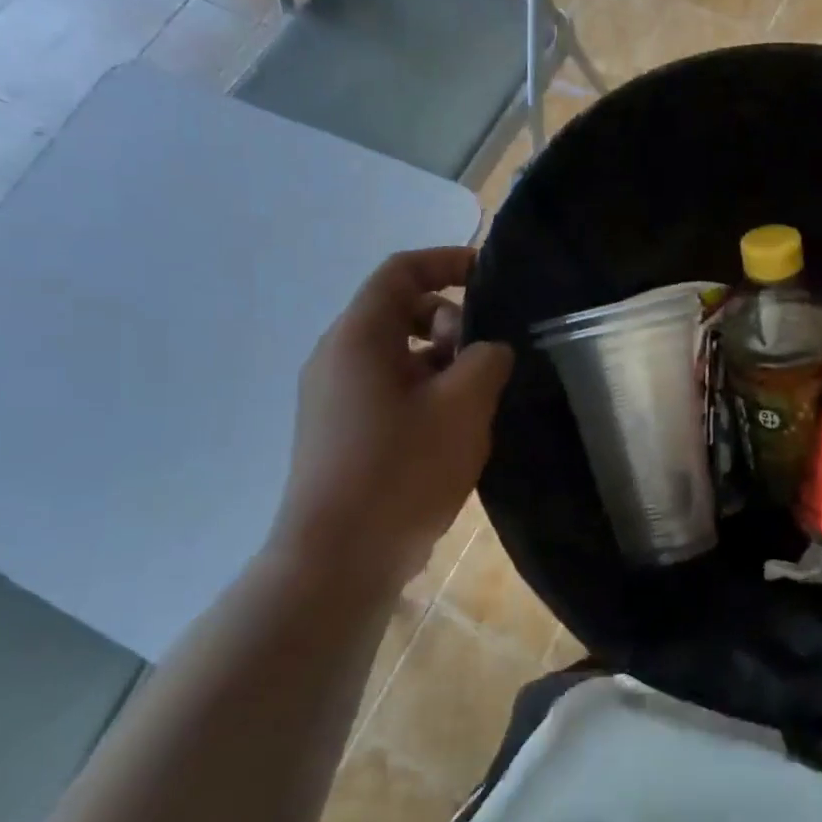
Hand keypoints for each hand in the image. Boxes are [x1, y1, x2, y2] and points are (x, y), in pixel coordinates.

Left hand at [273, 247, 512, 590]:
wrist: (337, 560)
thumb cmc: (402, 470)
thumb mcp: (463, 405)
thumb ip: (487, 360)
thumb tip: (488, 350)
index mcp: (359, 338)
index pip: (400, 272)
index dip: (446, 261)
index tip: (488, 275)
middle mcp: (336, 358)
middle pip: (398, 311)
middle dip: (450, 321)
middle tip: (484, 358)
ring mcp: (333, 398)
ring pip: (395, 354)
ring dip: (440, 361)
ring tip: (475, 400)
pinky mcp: (339, 432)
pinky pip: (387, 389)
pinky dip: (423, 390)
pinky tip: (452, 430)